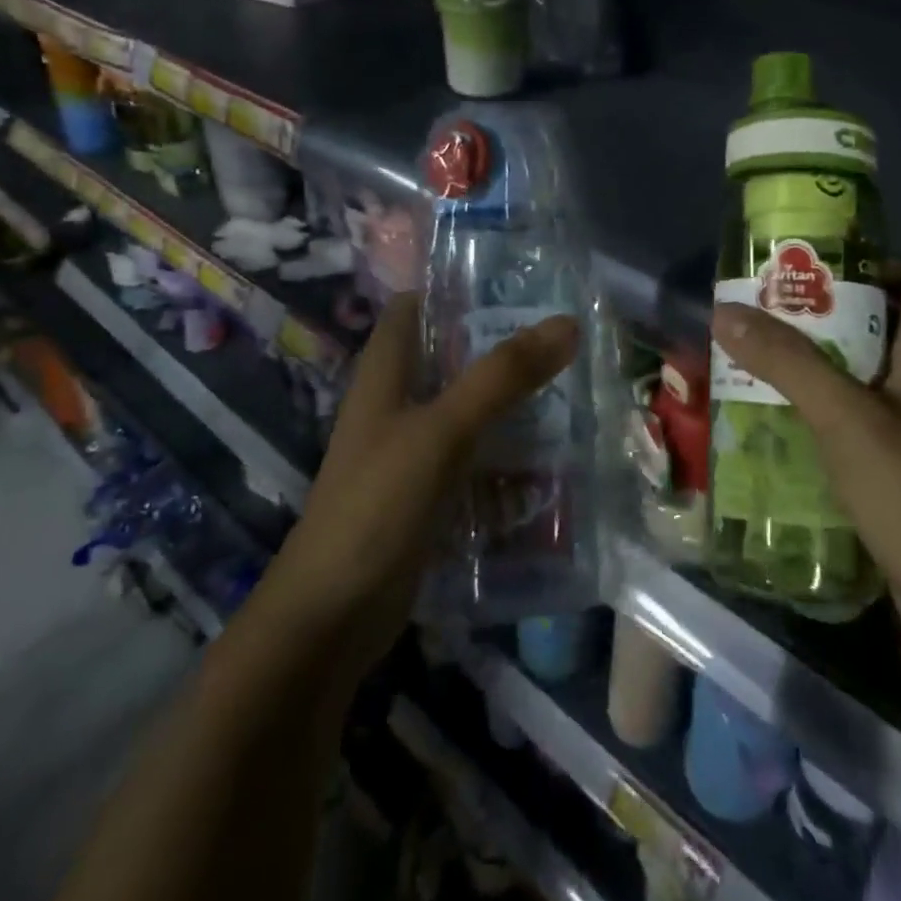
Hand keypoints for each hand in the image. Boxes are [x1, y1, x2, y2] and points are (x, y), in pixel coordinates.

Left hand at [264, 292, 578, 673]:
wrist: (330, 618)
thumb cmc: (376, 505)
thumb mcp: (442, 431)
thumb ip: (502, 377)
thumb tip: (566, 322)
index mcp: (384, 373)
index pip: (415, 307)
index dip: (456, 287)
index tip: (516, 281)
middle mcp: (395, 404)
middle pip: (448, 355)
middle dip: (499, 344)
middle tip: (562, 335)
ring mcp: (409, 451)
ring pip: (465, 407)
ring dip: (508, 398)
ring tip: (571, 386)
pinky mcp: (425, 494)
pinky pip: (472, 457)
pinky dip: (504, 449)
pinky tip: (549, 453)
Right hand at [710, 270, 900, 671]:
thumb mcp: (845, 418)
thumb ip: (787, 362)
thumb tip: (726, 311)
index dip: (872, 268)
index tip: (813, 272)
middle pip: (881, 330)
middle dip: (824, 320)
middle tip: (765, 317)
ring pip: (865, 380)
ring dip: (817, 370)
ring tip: (758, 364)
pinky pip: (861, 425)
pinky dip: (824, 416)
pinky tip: (781, 424)